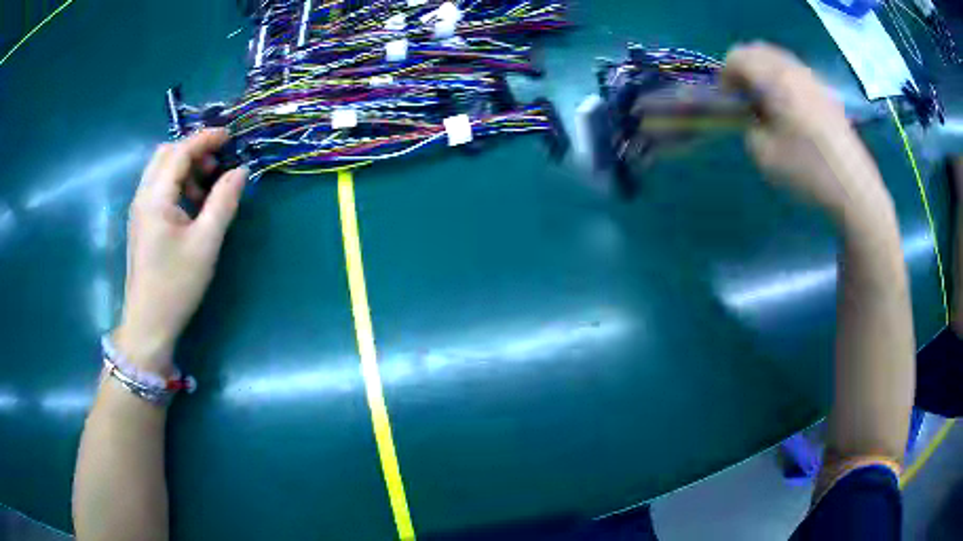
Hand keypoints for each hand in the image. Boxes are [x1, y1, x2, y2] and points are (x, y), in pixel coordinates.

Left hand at [114, 129, 247, 373]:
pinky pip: (159, 188)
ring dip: (186, 168)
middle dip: (194, 151)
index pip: (181, 151)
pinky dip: (178, 185)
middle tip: (218, 166)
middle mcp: (143, 196)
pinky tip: (193, 206)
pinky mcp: (141, 222)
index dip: (206, 138)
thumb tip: (241, 170)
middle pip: (166, 154)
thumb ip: (224, 201)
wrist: (148, 324)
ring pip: (161, 170)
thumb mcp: (206, 243)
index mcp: (155, 197)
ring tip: (208, 190)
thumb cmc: (176, 285)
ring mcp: (139, 209)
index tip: (231, 137)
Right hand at [721, 42, 889, 218]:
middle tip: (745, 99)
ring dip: (765, 73)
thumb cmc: (808, 170)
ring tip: (768, 105)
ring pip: (779, 59)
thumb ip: (750, 127)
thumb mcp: (764, 155)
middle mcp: (793, 69)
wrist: (853, 187)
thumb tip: (755, 117)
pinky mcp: (827, 93)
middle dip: (745, 68)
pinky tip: (791, 111)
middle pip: (758, 50)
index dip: (726, 75)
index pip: (738, 55)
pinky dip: (784, 81)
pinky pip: (797, 73)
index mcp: (775, 79)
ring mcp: (813, 79)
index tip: (729, 101)